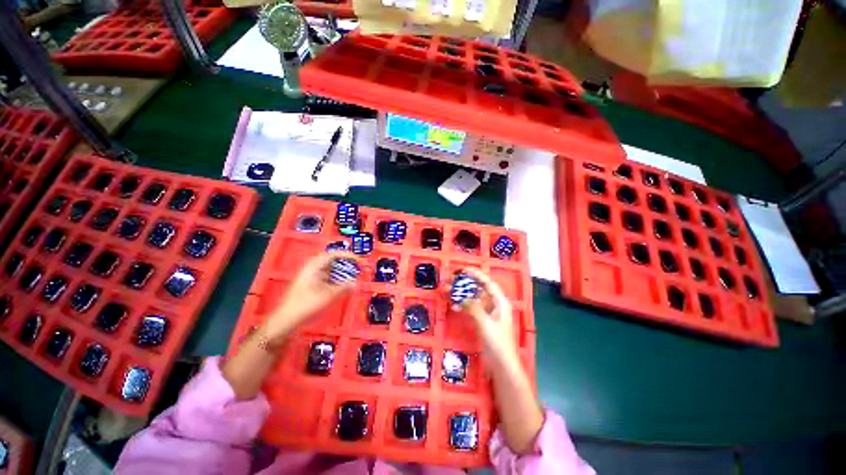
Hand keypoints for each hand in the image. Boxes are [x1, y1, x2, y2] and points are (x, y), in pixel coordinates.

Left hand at [263, 252, 358, 342]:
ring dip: (342, 273)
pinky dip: (336, 280)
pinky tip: (343, 286)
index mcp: (313, 267)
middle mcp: (311, 269)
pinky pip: (326, 279)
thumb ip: (343, 288)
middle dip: (347, 264)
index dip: (348, 256)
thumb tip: (356, 284)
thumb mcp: (328, 296)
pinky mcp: (309, 286)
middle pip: (332, 261)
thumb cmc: (306, 305)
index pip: (333, 255)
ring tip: (354, 277)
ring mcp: (310, 278)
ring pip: (329, 271)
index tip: (359, 261)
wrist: (284, 322)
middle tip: (359, 269)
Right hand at [452, 268, 543, 453]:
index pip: (487, 283)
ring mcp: (488, 313)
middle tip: (451, 280)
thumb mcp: (485, 323)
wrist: (501, 365)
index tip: (462, 270)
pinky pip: (471, 308)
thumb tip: (461, 297)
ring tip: (448, 290)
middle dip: (465, 284)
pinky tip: (454, 306)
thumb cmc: (498, 343)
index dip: (475, 274)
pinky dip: (463, 306)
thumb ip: (473, 308)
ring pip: (473, 298)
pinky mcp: (482, 321)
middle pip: (478, 289)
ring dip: (461, 294)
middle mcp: (495, 305)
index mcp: (500, 302)